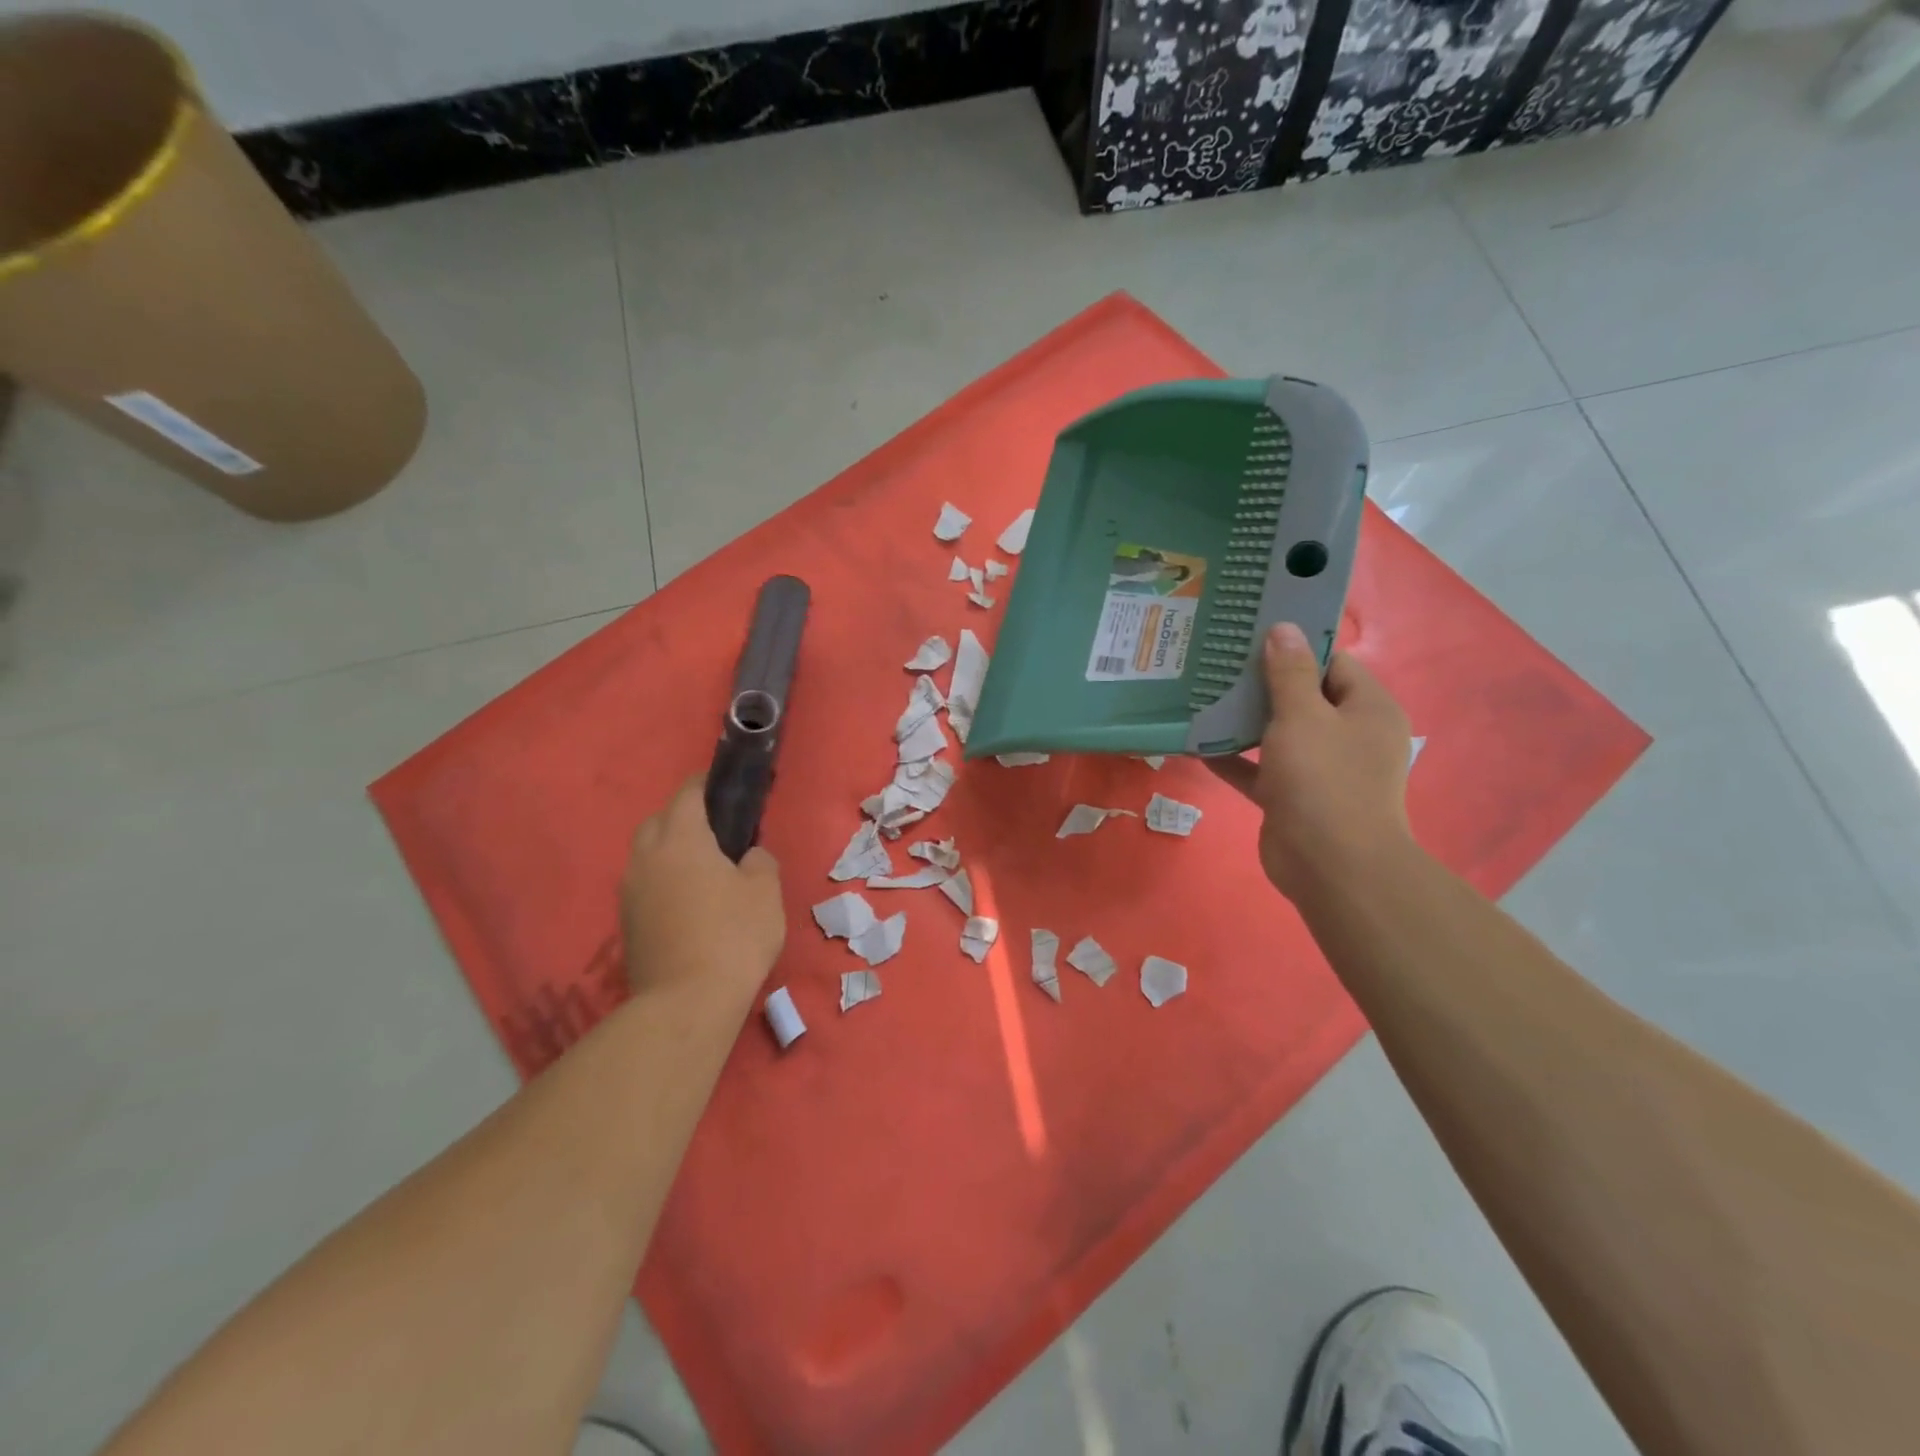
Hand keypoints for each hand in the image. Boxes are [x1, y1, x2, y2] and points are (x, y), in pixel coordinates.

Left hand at [618, 777, 785, 1006]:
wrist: (686, 1003)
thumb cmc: (733, 936)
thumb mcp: (766, 891)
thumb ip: (759, 861)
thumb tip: (747, 857)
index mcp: (681, 839)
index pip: (688, 794)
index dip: (707, 784)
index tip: (726, 785)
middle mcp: (646, 857)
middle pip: (658, 821)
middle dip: (683, 816)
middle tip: (717, 831)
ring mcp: (630, 891)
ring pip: (647, 854)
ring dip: (670, 851)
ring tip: (703, 868)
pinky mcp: (626, 923)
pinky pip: (644, 884)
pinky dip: (663, 880)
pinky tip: (688, 902)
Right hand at [1208, 622, 1414, 901]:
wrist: (1331, 866)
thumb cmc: (1324, 780)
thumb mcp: (1303, 716)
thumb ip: (1290, 672)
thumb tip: (1283, 628)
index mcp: (1366, 708)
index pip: (1332, 662)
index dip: (1296, 645)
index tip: (1253, 632)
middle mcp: (1347, 734)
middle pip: (1302, 697)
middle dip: (1261, 682)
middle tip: (1218, 660)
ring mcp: (1320, 768)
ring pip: (1278, 733)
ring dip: (1244, 720)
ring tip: (1202, 694)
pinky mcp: (1292, 796)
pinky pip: (1260, 769)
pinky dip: (1234, 759)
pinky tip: (1196, 744)